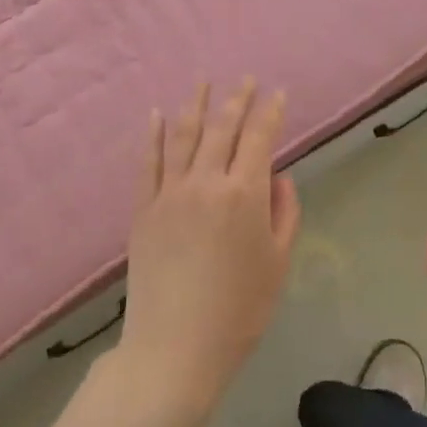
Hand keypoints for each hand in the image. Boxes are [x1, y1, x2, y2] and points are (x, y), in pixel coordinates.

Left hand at [117, 79, 301, 406]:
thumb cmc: (239, 310)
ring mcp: (169, 193)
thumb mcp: (277, 263)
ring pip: (182, 135)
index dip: (270, 112)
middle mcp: (206, 182)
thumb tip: (278, 177)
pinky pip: (148, 162)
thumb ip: (284, 213)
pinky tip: (156, 114)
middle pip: (222, 128)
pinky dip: (152, 135)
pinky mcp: (143, 209)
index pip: (260, 138)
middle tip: (246, 78)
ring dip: (195, 104)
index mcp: (245, 194)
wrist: (175, 348)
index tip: (277, 93)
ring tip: (204, 82)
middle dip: (237, 99)